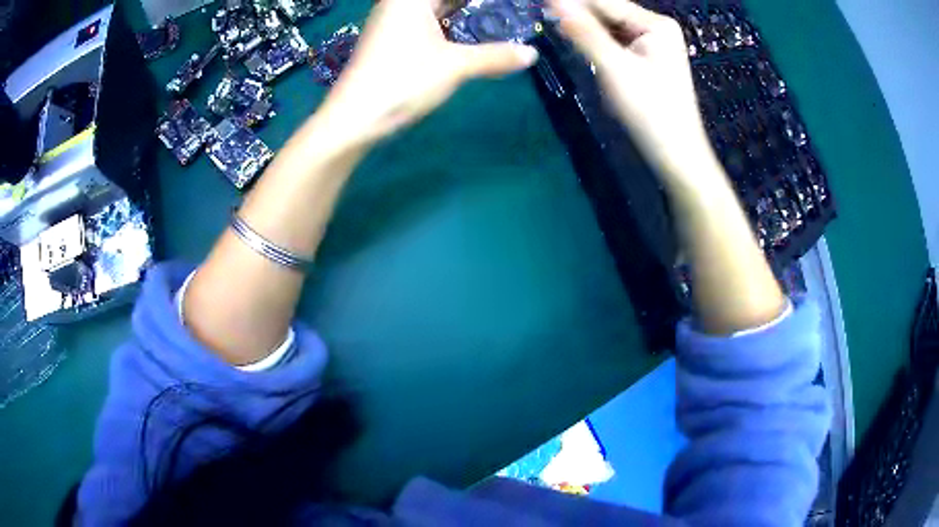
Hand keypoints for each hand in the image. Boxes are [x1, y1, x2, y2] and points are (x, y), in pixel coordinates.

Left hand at [316, 0, 538, 146]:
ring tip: (492, 18)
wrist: (353, 118)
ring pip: (432, 8)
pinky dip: (447, 21)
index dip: (478, 2)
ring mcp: (393, 22)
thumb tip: (532, 54)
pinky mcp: (391, 40)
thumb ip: (495, 57)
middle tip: (504, 12)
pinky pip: (426, 20)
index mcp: (411, 0)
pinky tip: (466, 30)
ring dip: (459, 10)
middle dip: (472, 6)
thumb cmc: (402, 81)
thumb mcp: (455, 66)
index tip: (502, 7)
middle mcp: (399, 4)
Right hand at [550, 0, 715, 184]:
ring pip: (609, 26)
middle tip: (541, 11)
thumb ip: (584, 32)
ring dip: (583, 26)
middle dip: (577, 13)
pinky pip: (614, 41)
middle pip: (608, 12)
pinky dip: (595, 40)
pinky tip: (574, 39)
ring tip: (550, 21)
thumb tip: (554, 1)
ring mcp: (652, 43)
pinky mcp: (646, 58)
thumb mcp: (615, 68)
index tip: (540, 0)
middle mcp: (656, 27)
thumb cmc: (651, 112)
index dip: (571, 1)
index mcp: (656, 24)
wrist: (676, 155)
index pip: (605, 2)